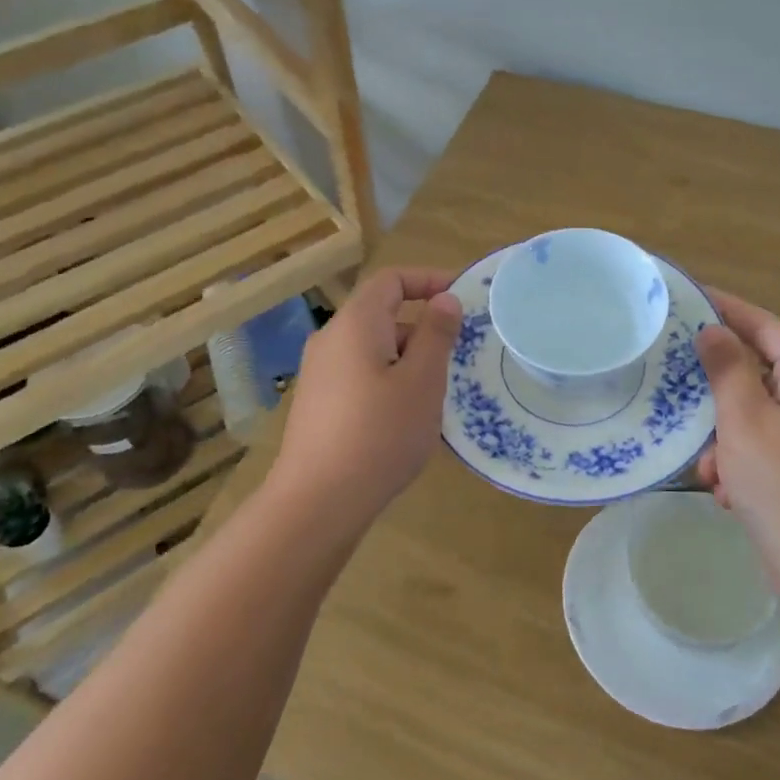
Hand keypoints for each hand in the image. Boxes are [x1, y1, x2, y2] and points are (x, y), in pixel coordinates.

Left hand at [267, 268, 462, 532]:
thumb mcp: (422, 381)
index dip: (428, 279)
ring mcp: (319, 373)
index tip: (462, 297)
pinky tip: (405, 419)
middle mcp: (331, 339)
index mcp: (355, 323)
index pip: (391, 279)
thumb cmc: (380, 433)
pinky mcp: (318, 404)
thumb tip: (445, 299)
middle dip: (422, 328)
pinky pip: (360, 375)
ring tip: (436, 394)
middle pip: (381, 315)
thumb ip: (436, 334)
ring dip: (408, 359)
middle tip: (457, 357)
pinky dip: (388, 381)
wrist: (318, 500)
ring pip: (373, 349)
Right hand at [694, 290, 779, 580]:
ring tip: (706, 468)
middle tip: (672, 386)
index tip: (683, 296)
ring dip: (722, 438)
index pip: (765, 324)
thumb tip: (714, 329)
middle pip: (756, 372)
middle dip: (715, 392)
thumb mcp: (746, 422)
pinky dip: (737, 466)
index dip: (725, 308)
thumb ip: (728, 369)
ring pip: (752, 416)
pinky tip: (725, 494)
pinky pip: (761, 451)